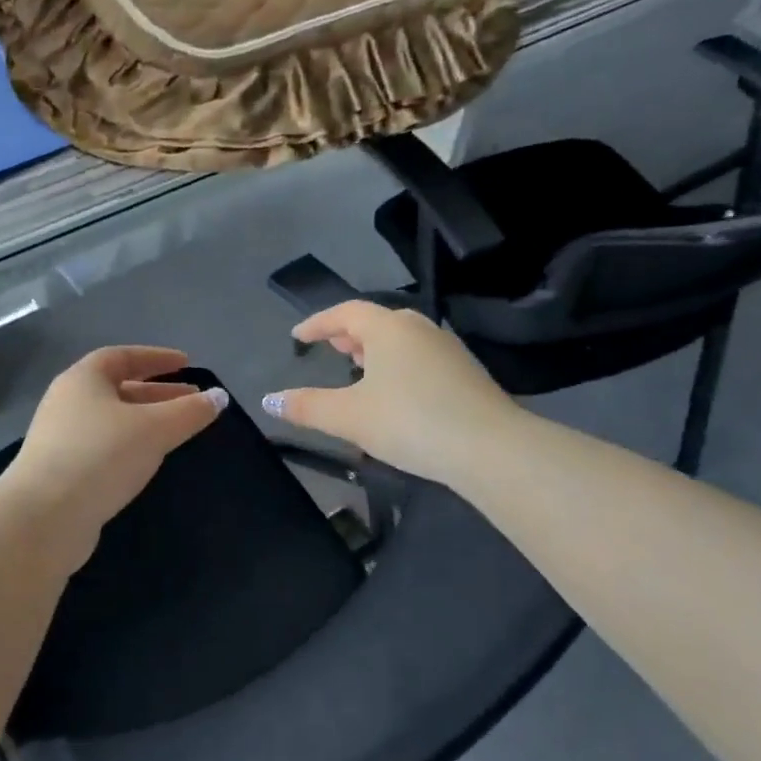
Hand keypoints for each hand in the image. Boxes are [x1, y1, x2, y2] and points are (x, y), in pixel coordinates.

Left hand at [0, 346, 228, 572]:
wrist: (43, 518)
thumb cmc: (100, 457)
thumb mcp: (154, 429)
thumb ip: (189, 412)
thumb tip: (219, 397)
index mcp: (83, 379)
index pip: (122, 356)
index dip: (156, 358)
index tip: (186, 364)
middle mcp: (67, 402)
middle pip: (118, 388)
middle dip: (157, 393)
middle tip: (191, 401)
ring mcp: (61, 439)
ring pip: (112, 421)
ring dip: (145, 422)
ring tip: (176, 432)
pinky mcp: (61, 471)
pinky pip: (103, 447)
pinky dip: (129, 446)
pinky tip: (147, 462)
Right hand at [261, 301, 519, 486]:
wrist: (490, 448)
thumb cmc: (410, 422)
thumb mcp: (348, 417)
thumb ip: (307, 406)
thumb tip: (269, 400)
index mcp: (388, 328)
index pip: (345, 312)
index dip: (317, 323)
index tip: (297, 337)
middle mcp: (419, 328)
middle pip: (376, 321)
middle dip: (348, 334)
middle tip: (330, 348)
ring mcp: (447, 349)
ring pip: (401, 339)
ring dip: (375, 349)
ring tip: (358, 369)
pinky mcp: (466, 373)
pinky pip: (420, 357)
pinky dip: (398, 364)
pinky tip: (396, 392)